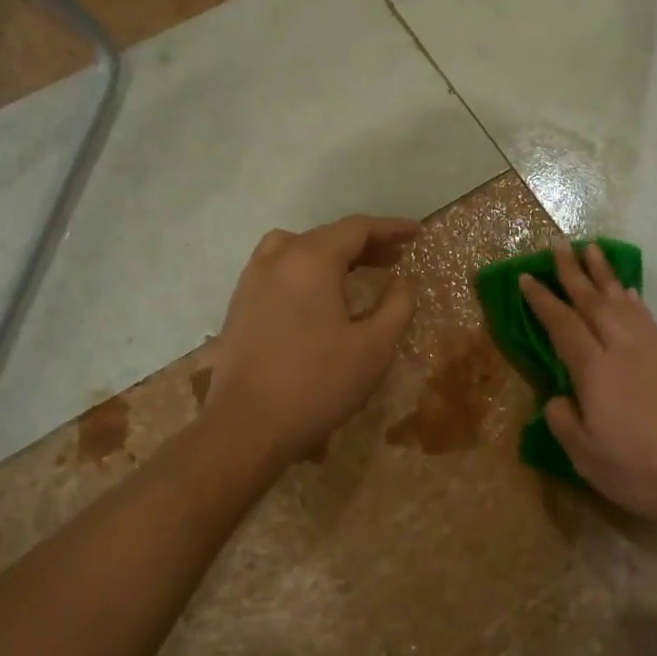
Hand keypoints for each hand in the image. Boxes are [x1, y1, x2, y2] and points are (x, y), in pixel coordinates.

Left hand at [207, 215, 419, 461]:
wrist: (247, 427)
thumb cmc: (318, 384)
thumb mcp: (374, 348)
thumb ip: (397, 306)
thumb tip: (402, 282)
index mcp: (310, 260)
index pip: (356, 228)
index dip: (390, 228)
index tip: (416, 233)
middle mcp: (277, 259)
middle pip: (326, 236)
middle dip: (364, 243)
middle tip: (395, 257)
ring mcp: (252, 281)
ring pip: (296, 248)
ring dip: (331, 254)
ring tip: (355, 273)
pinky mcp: (240, 305)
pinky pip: (277, 269)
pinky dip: (305, 269)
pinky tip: (318, 298)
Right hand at [520, 240, 656, 528]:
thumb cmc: (643, 470)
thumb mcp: (587, 458)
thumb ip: (564, 422)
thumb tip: (558, 398)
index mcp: (595, 371)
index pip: (562, 325)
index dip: (542, 301)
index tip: (526, 277)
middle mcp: (623, 349)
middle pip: (593, 301)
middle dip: (572, 272)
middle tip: (557, 245)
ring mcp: (654, 350)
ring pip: (622, 301)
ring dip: (603, 274)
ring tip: (591, 250)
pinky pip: (646, 316)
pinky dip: (632, 299)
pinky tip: (628, 292)